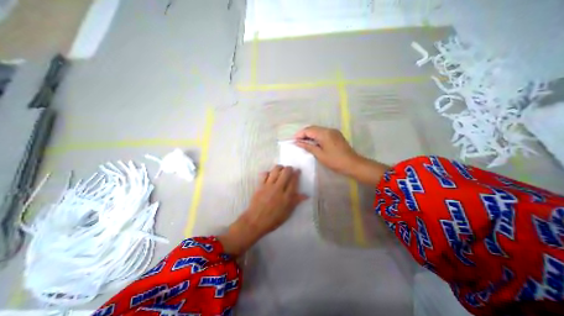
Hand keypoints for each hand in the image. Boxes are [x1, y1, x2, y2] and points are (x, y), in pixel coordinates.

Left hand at [216, 167, 305, 255]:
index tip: (298, 170)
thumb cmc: (273, 219)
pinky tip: (270, 174)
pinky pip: (264, 174)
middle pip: (286, 172)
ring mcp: (268, 186)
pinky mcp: (260, 185)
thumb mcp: (287, 213)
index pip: (294, 181)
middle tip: (290, 169)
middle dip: (289, 168)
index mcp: (287, 197)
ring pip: (275, 170)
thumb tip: (306, 195)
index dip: (297, 174)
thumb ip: (296, 202)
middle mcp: (278, 189)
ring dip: (280, 167)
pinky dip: (268, 172)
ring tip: (281, 169)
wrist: (255, 221)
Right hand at [294, 125, 390, 185]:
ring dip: (310, 135)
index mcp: (324, 133)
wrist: (353, 164)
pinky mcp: (336, 135)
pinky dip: (316, 136)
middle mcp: (329, 129)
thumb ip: (308, 146)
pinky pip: (323, 132)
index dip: (300, 134)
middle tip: (297, 142)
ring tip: (304, 142)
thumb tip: (297, 142)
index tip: (294, 141)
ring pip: (318, 130)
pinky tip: (313, 142)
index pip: (308, 130)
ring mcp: (333, 131)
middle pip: (313, 128)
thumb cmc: (335, 161)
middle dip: (304, 134)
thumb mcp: (320, 154)